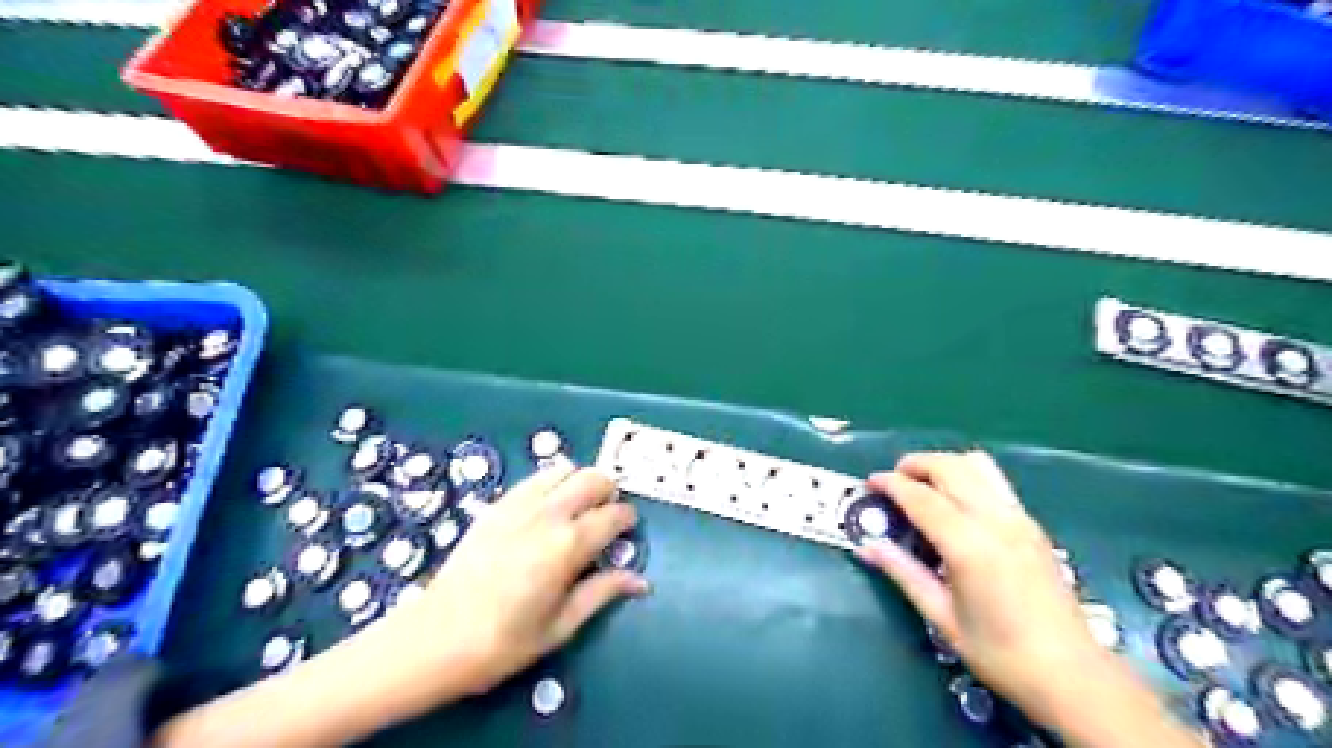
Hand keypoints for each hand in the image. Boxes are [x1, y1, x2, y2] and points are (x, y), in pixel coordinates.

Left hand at [412, 463, 649, 693]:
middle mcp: (548, 515)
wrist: (436, 639)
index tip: (627, 531)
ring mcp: (519, 505)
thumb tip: (641, 582)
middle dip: (609, 491)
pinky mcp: (496, 505)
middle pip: (593, 479)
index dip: (627, 520)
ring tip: (578, 509)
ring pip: (564, 469)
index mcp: (569, 546)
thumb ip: (603, 593)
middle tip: (607, 516)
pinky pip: (534, 479)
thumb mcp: (561, 626)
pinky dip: (551, 483)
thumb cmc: (504, 642)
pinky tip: (547, 508)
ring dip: (580, 482)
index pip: (614, 515)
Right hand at [853, 452, 1103, 715]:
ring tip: (922, 484)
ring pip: (977, 465)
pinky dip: (965, 477)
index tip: (869, 483)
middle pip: (950, 467)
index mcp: (970, 547)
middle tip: (893, 481)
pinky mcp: (1032, 524)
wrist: (1073, 675)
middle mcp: (996, 522)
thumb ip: (904, 573)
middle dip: (915, 464)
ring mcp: (1019, 519)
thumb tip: (867, 547)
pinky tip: (953, 503)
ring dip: (943, 464)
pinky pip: (993, 482)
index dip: (891, 485)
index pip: (922, 498)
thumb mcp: (942, 618)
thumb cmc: (1000, 654)